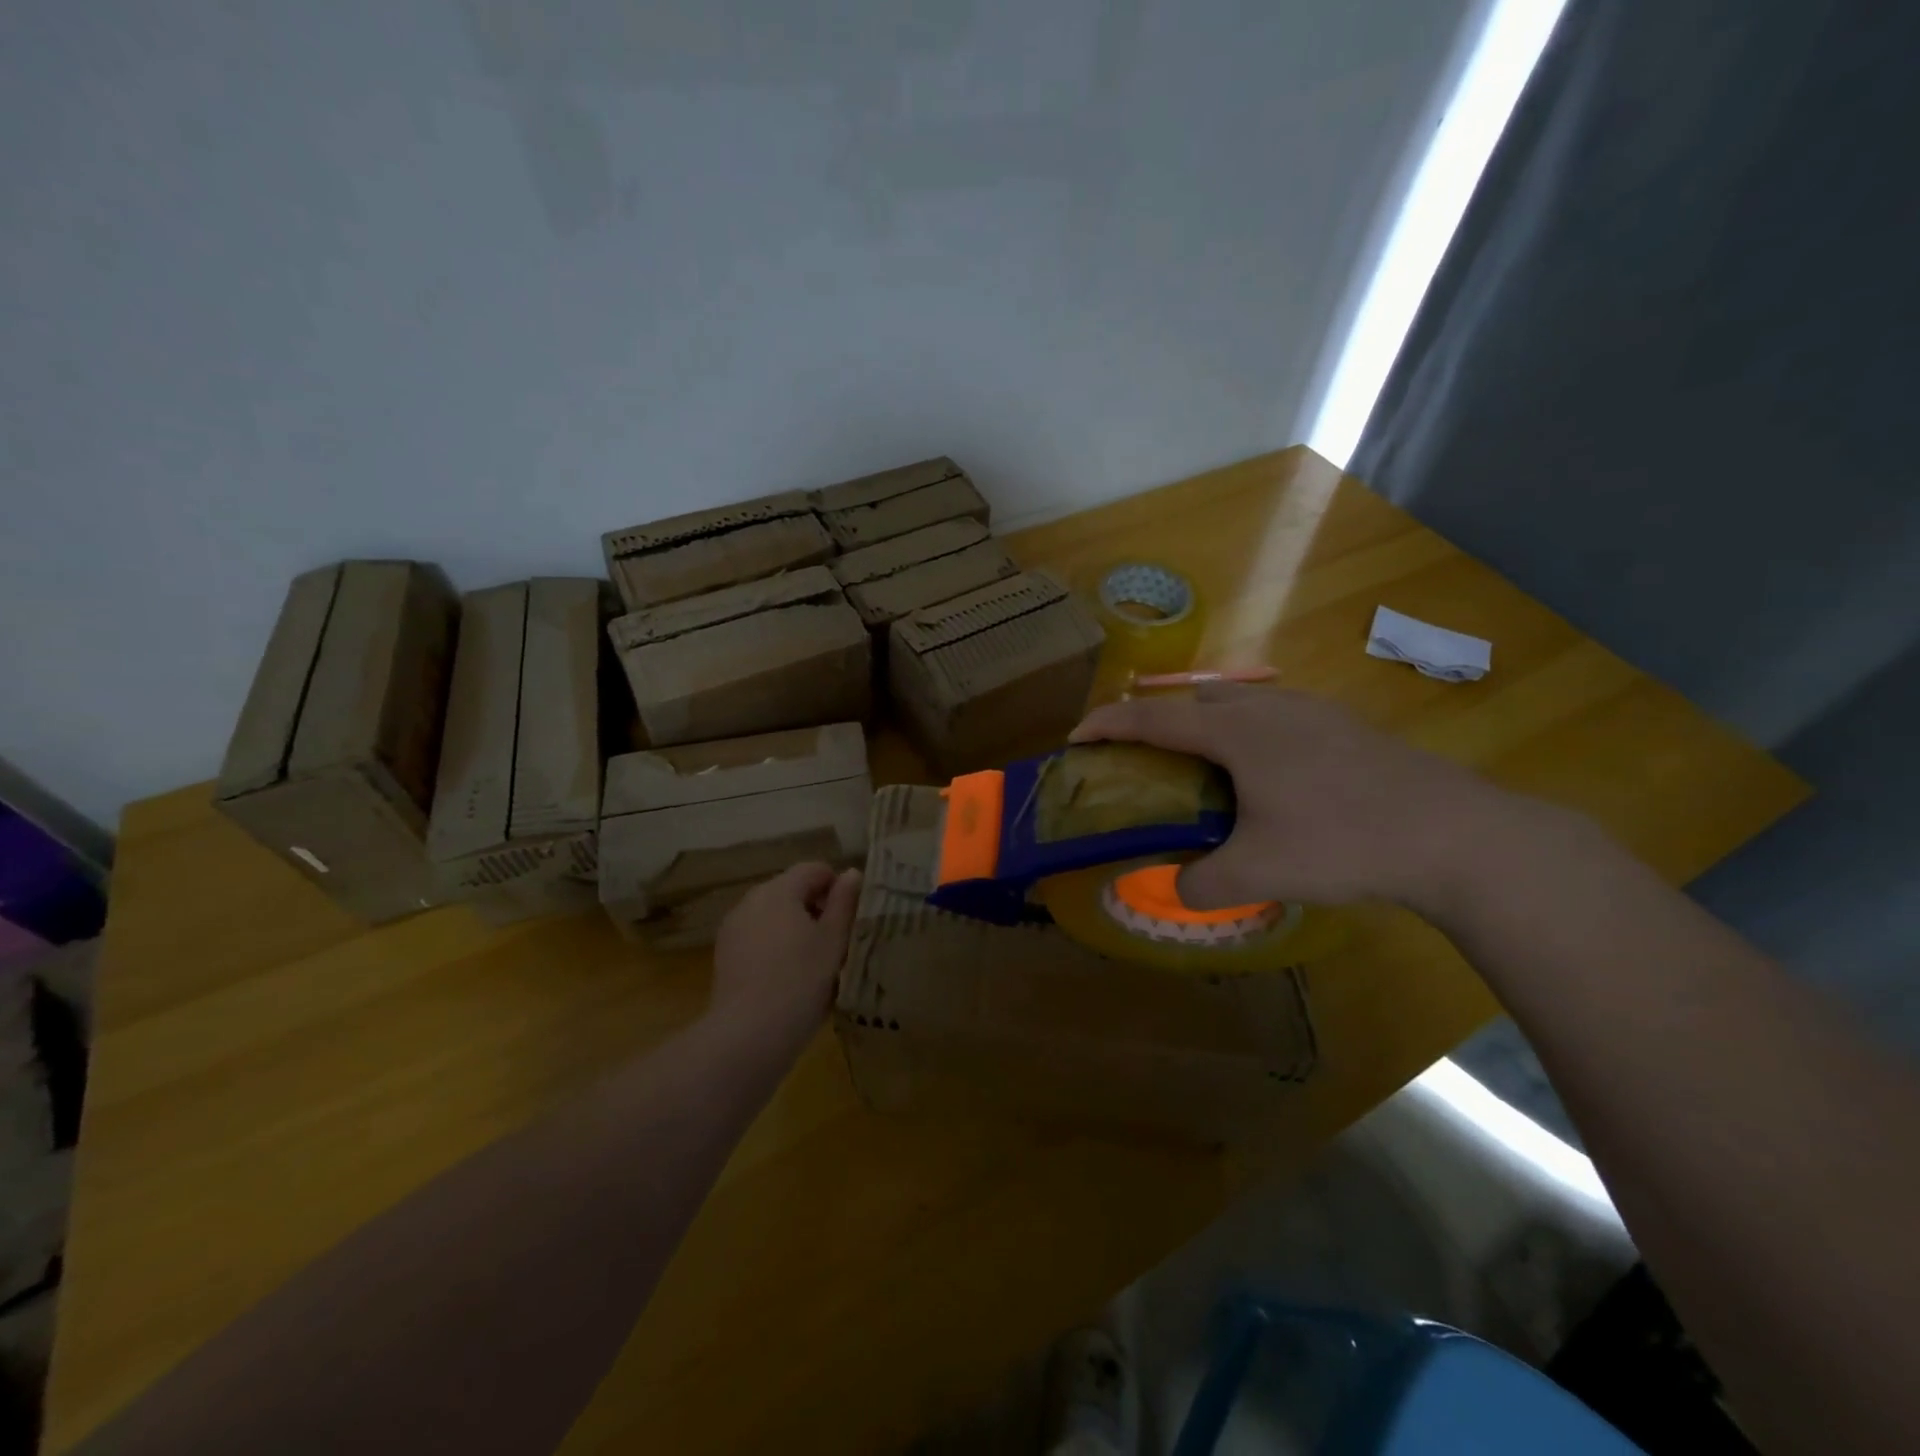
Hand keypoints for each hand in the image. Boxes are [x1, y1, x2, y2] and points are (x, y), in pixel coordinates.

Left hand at [709, 862, 862, 1056]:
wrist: (749, 1034)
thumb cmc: (801, 980)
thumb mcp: (834, 940)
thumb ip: (844, 902)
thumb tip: (851, 873)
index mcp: (778, 890)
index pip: (813, 869)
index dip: (836, 886)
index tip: (851, 917)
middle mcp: (751, 900)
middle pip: (791, 890)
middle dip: (816, 908)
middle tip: (837, 941)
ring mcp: (733, 928)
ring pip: (773, 916)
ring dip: (795, 929)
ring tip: (814, 963)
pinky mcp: (724, 956)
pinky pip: (758, 938)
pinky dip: (775, 947)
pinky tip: (788, 978)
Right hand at [1071, 685, 1533, 916]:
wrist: (1455, 834)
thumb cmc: (1343, 841)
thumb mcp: (1259, 872)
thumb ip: (1202, 883)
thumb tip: (1176, 889)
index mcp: (1235, 733)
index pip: (1151, 718)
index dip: (1107, 725)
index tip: (1075, 739)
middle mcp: (1266, 709)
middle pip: (1191, 700)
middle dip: (1153, 720)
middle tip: (1137, 757)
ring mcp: (1310, 711)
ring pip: (1236, 703)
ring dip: (1202, 724)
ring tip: (1196, 764)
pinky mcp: (1343, 725)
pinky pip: (1272, 715)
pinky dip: (1244, 732)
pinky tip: (1263, 771)